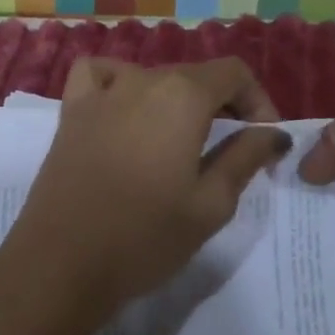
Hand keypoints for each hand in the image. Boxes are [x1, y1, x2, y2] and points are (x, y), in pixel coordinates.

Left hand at [0, 57, 291, 320]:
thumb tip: (272, 132)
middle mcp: (141, 79)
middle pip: (193, 75)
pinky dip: (117, 82)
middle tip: (230, 150)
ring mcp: (100, 92)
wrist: (62, 262)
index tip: (264, 138)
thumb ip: (245, 157)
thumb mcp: (211, 204)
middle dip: (221, 105)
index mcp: (182, 95)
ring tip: (180, 140)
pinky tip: (123, 110)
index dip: (257, 101)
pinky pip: (98, 75)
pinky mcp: (70, 111)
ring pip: (151, 77)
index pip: (233, 72)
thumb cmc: (145, 237)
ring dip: (175, 99)